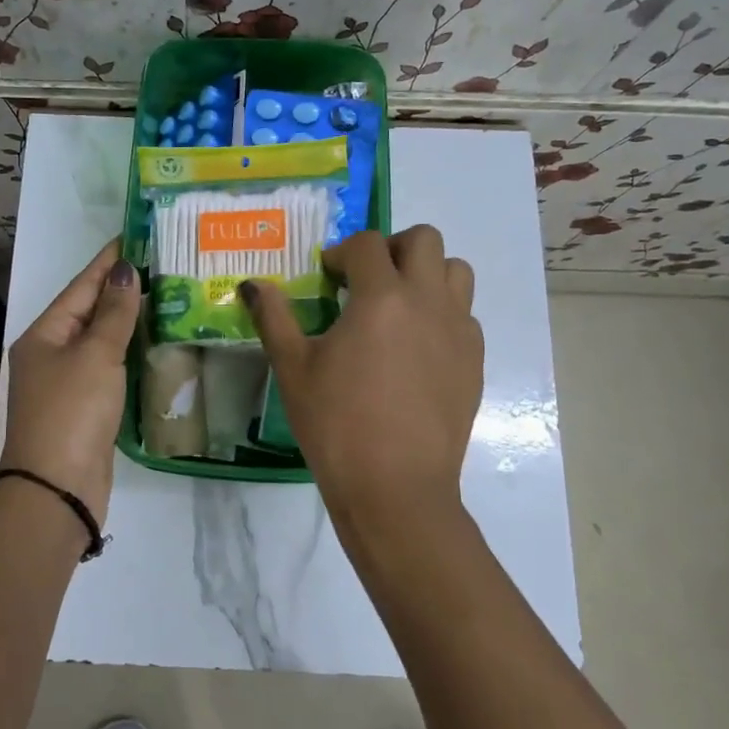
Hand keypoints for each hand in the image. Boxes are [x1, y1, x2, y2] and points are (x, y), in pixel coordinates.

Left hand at [0, 240, 140, 522]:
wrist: (57, 489)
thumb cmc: (73, 411)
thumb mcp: (95, 355)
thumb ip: (114, 313)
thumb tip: (125, 271)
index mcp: (44, 334)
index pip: (81, 286)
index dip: (108, 261)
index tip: (135, 236)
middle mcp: (51, 354)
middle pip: (89, 311)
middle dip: (121, 289)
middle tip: (160, 264)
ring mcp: (67, 382)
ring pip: (101, 341)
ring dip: (128, 320)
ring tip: (164, 296)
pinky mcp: (85, 408)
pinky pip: (109, 367)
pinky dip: (129, 352)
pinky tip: (154, 343)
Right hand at [241, 226, 482, 527]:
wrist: (396, 488)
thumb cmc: (336, 424)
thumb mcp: (293, 368)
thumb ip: (274, 317)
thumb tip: (253, 284)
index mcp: (381, 296)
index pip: (367, 244)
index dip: (342, 252)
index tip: (327, 277)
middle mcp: (428, 301)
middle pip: (424, 240)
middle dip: (392, 248)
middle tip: (367, 279)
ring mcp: (459, 330)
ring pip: (456, 272)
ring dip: (426, 274)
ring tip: (398, 305)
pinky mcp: (475, 361)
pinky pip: (465, 315)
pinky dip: (442, 313)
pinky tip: (416, 348)